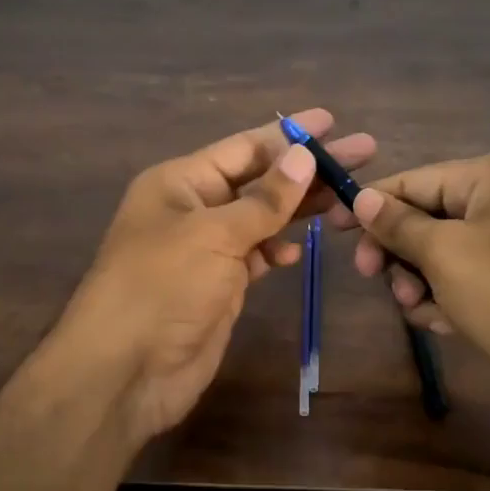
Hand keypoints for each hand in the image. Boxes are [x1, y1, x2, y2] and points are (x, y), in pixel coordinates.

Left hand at [55, 109, 375, 447]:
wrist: (125, 370)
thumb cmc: (162, 286)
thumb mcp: (214, 234)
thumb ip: (264, 199)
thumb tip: (305, 155)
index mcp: (181, 182)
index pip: (244, 148)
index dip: (289, 134)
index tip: (332, 120)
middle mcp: (194, 208)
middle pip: (260, 179)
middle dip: (309, 168)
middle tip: (364, 152)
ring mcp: (206, 249)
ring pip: (262, 218)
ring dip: (301, 209)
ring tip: (350, 198)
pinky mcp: (219, 285)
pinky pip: (256, 256)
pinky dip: (277, 250)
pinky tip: (297, 252)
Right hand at [327, 149, 489, 411]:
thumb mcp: (445, 256)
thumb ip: (397, 223)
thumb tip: (360, 197)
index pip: (413, 180)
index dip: (370, 205)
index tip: (331, 228)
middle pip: (426, 215)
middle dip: (400, 253)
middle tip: (376, 281)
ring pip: (443, 248)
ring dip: (421, 280)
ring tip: (421, 311)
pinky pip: (469, 270)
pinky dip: (450, 293)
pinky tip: (447, 322)